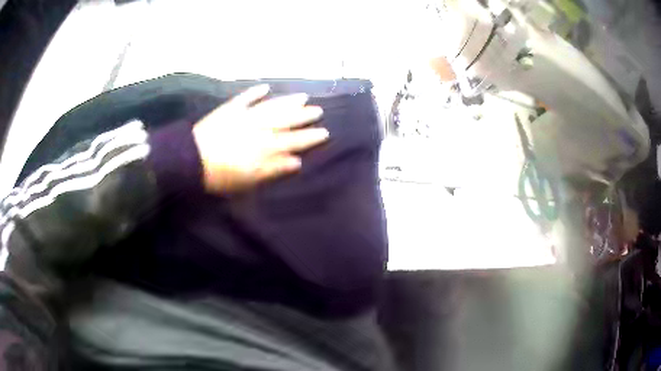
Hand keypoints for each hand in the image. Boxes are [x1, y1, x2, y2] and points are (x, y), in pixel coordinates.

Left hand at [192, 84, 326, 193]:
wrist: (191, 160)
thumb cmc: (221, 176)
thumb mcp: (249, 180)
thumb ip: (273, 169)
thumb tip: (296, 161)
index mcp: (264, 147)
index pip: (292, 141)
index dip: (309, 137)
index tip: (325, 131)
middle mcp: (259, 128)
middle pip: (285, 120)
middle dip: (303, 116)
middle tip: (319, 110)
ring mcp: (244, 116)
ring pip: (271, 107)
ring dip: (287, 101)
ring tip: (303, 96)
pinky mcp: (229, 110)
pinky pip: (245, 98)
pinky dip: (255, 92)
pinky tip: (266, 87)